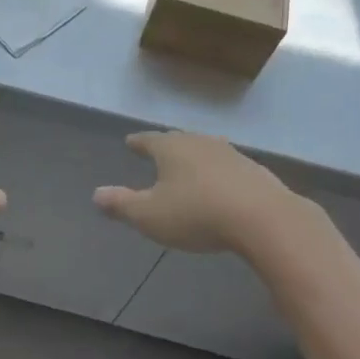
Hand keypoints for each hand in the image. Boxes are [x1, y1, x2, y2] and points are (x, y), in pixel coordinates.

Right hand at [95, 131, 305, 252]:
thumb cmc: (197, 214)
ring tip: (189, 165)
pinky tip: (221, 184)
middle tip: (158, 150)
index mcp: (171, 148)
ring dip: (195, 157)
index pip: (148, 140)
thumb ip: (122, 204)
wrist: (263, 218)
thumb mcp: (150, 216)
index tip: (130, 142)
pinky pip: (228, 166)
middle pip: (178, 140)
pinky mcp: (254, 170)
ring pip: (205, 150)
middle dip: (167, 146)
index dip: (138, 143)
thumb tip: (96, 194)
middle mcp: (199, 142)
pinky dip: (219, 172)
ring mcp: (230, 153)